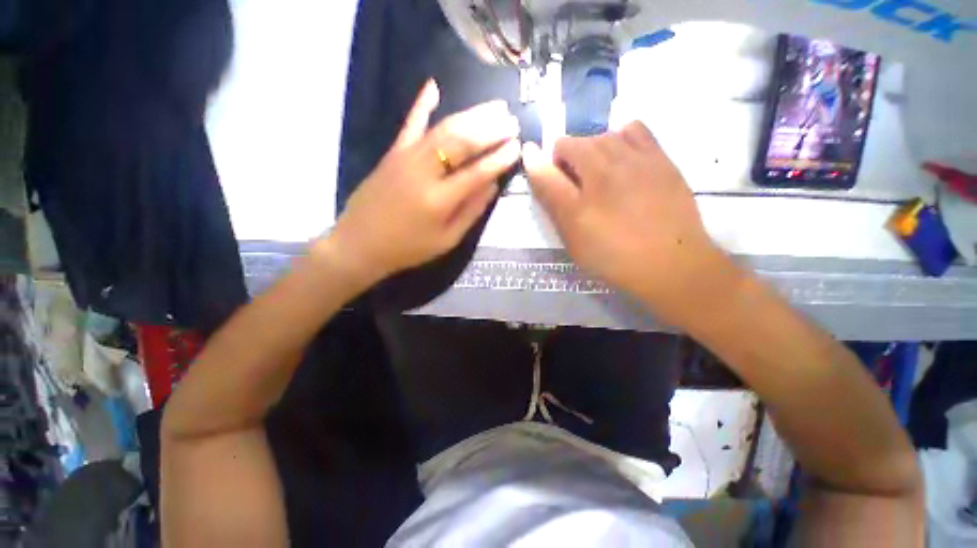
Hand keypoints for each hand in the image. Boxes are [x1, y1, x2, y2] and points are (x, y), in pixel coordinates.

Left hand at [325, 80, 520, 284]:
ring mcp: (406, 158)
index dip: (499, 159)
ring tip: (494, 107)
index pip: (477, 172)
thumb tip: (492, 185)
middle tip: (512, 121)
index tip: (517, 146)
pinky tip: (434, 86)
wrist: (361, 243)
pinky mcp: (392, 153)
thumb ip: (470, 212)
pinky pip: (409, 124)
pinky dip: (421, 104)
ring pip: (442, 129)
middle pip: (461, 143)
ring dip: (471, 115)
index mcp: (439, 200)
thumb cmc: (408, 248)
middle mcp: (424, 173)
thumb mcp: (446, 240)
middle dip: (490, 129)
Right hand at [523, 121, 737, 326]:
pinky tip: (624, 159)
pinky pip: (635, 129)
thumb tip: (533, 161)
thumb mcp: (573, 237)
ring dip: (590, 149)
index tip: (545, 177)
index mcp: (579, 197)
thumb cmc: (613, 256)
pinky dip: (621, 137)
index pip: (546, 168)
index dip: (538, 166)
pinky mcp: (660, 158)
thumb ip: (552, 200)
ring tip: (599, 172)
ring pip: (600, 136)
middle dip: (565, 161)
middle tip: (575, 186)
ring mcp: (636, 160)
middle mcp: (604, 171)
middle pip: (572, 144)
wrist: (670, 263)